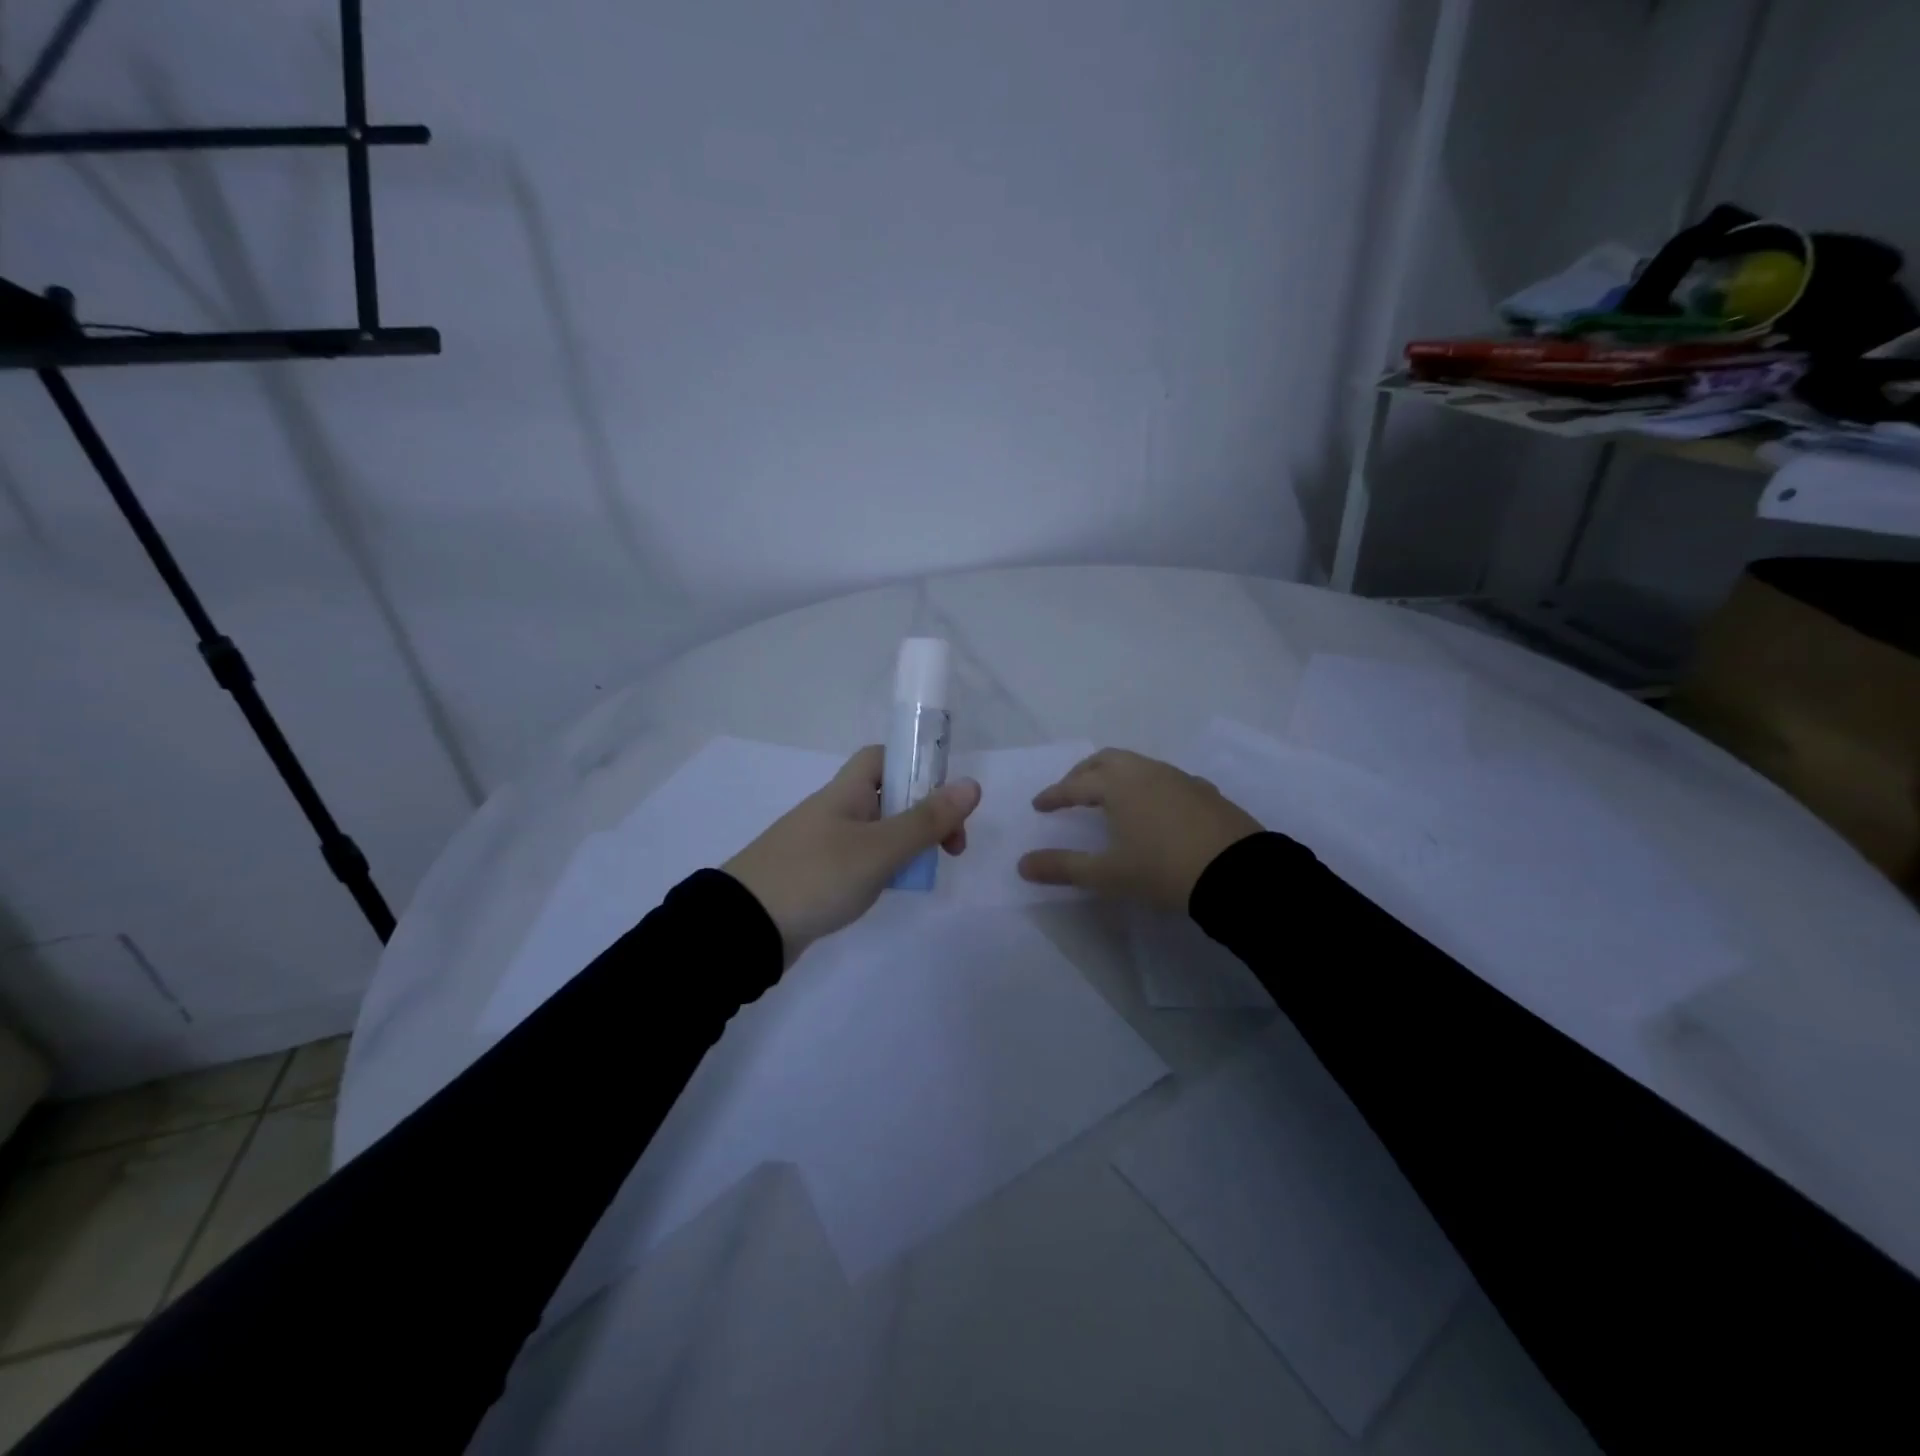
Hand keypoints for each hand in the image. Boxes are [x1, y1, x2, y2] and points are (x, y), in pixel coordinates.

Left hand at [724, 745, 981, 964]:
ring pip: (877, 832)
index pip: (882, 757)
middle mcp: (834, 810)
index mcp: (845, 792)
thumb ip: (926, 820)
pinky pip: (860, 860)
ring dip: (906, 845)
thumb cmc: (816, 876)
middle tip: (951, 848)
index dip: (916, 766)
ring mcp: (822, 844)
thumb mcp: (879, 849)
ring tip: (924, 873)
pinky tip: (891, 890)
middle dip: (923, 815)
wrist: (745, 927)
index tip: (946, 797)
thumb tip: (972, 785)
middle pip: (888, 796)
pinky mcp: (816, 875)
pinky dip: (883, 869)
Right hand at [1017, 748, 1261, 911]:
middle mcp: (1147, 772)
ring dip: (1115, 776)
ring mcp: (1179, 778)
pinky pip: (1164, 779)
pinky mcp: (1204, 792)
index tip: (1039, 806)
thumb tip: (1022, 864)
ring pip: (1138, 765)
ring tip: (1108, 799)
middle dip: (1083, 773)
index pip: (1076, 785)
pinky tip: (1152, 808)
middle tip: (1070, 792)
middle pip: (1106, 760)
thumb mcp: (1108, 874)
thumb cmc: (1163, 870)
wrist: (1238, 873)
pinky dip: (1145, 786)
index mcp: (1118, 785)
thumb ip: (1063, 867)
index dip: (1054, 795)